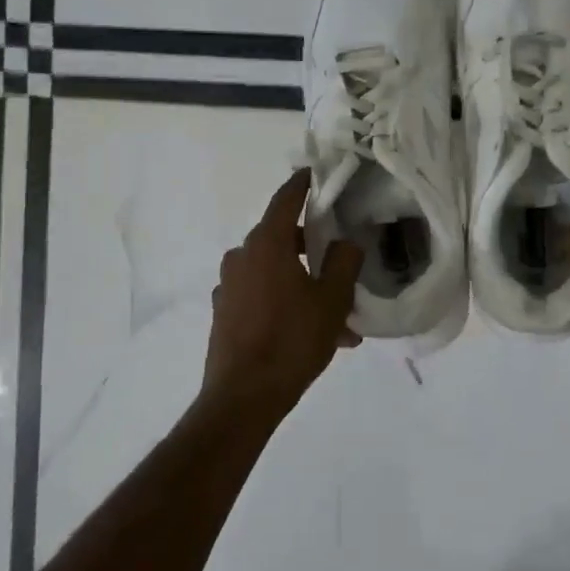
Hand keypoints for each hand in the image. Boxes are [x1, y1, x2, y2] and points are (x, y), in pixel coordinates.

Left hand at [201, 169, 363, 414]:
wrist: (243, 396)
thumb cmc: (292, 341)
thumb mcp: (333, 301)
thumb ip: (344, 263)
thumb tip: (345, 243)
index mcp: (267, 245)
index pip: (286, 200)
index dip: (302, 184)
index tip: (314, 174)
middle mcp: (242, 257)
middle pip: (282, 239)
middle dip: (314, 251)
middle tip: (342, 268)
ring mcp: (229, 286)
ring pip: (275, 273)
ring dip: (304, 285)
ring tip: (338, 320)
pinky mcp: (224, 312)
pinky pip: (262, 296)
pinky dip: (285, 303)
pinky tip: (310, 334)